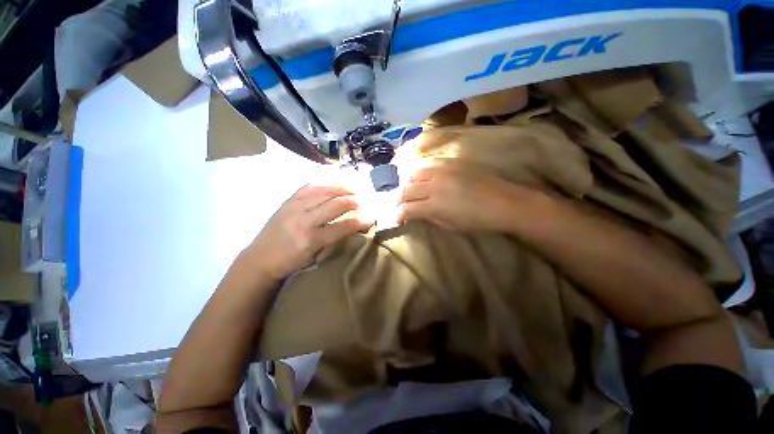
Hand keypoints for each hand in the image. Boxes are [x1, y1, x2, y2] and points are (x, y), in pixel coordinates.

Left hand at [246, 185, 373, 280]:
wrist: (260, 258)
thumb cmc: (290, 262)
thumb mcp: (315, 257)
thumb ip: (334, 240)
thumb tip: (352, 227)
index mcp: (311, 239)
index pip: (342, 226)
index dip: (360, 221)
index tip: (371, 217)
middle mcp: (303, 220)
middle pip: (335, 205)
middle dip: (353, 201)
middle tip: (363, 201)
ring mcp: (294, 207)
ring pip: (323, 192)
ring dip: (341, 189)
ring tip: (353, 189)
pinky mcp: (287, 201)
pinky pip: (308, 187)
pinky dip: (323, 184)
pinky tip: (332, 184)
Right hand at [397, 160, 523, 231]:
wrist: (503, 202)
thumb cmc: (476, 220)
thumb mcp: (449, 224)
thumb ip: (428, 216)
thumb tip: (415, 211)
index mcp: (434, 205)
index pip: (407, 207)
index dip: (398, 214)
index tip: (397, 218)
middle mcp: (434, 185)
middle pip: (406, 189)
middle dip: (398, 198)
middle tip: (398, 204)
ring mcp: (441, 170)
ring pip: (412, 172)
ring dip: (405, 182)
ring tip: (405, 188)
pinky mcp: (449, 161)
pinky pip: (426, 162)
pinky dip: (416, 170)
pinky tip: (417, 175)